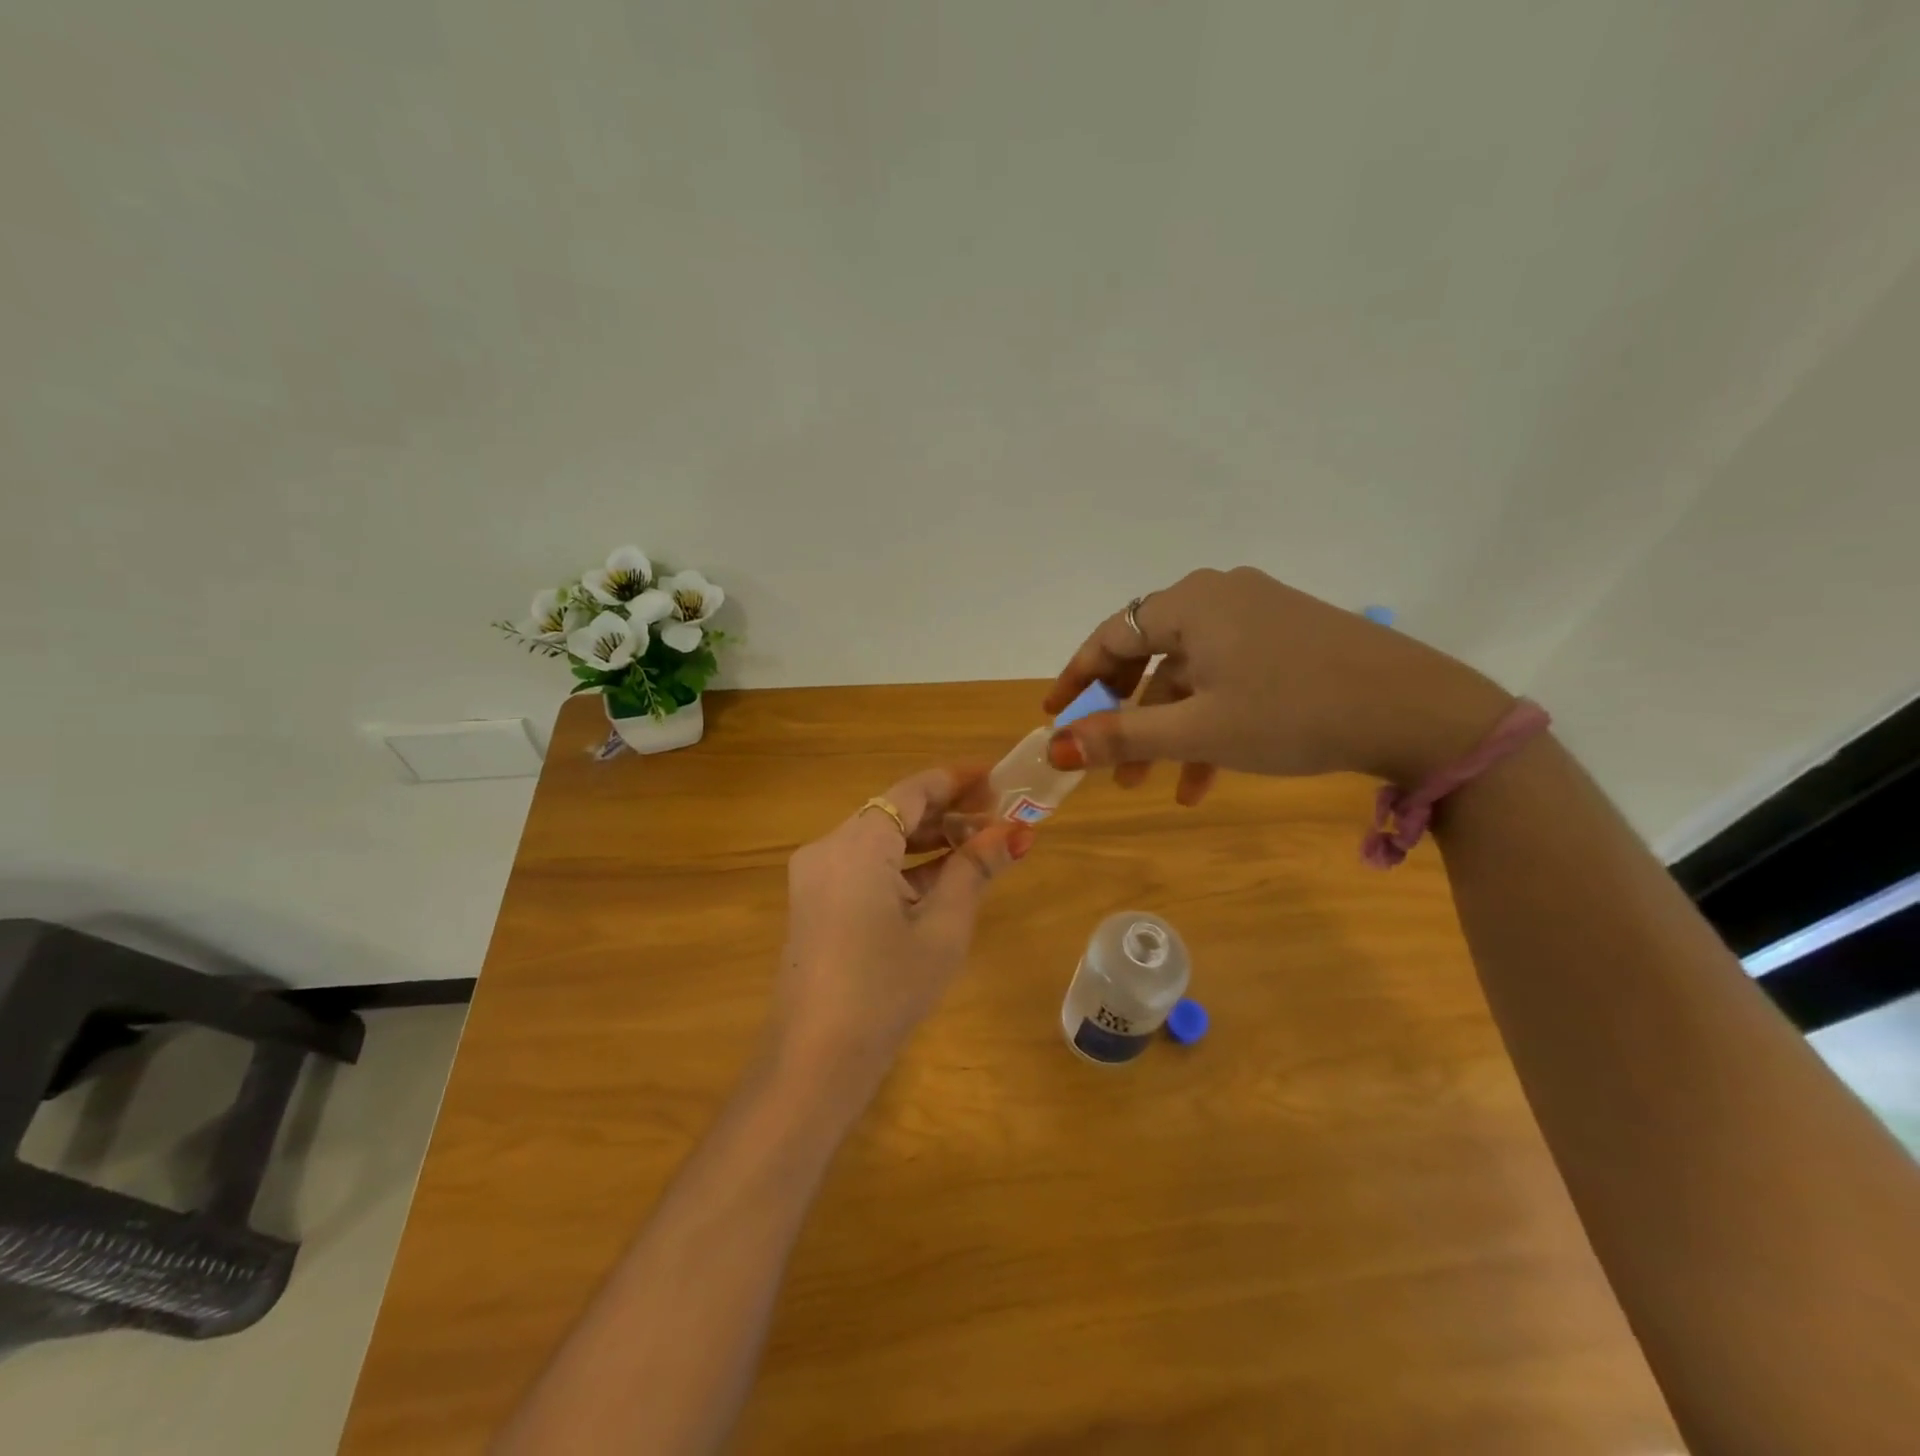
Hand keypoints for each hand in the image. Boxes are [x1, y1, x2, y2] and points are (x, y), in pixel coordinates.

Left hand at [774, 766, 1032, 1100]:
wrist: (816, 1060)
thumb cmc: (887, 990)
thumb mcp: (942, 928)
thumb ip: (974, 870)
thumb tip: (1013, 833)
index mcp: (856, 844)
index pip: (912, 791)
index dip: (957, 780)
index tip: (997, 778)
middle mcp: (828, 847)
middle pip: (894, 812)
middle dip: (947, 812)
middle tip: (998, 817)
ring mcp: (816, 877)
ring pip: (880, 840)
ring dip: (927, 841)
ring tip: (979, 846)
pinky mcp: (815, 902)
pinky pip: (864, 867)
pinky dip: (902, 867)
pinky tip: (941, 878)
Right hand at [1043, 567, 1513, 797]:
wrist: (1418, 711)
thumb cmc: (1293, 713)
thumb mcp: (1198, 731)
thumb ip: (1122, 737)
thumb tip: (1055, 748)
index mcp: (1191, 603)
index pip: (1112, 635)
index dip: (1077, 679)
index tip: (1054, 717)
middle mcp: (1220, 597)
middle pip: (1149, 654)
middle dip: (1126, 714)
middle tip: (1106, 759)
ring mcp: (1260, 615)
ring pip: (1191, 674)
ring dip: (1169, 730)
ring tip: (1155, 788)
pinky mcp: (1290, 638)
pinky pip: (1230, 677)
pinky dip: (1210, 722)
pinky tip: (1207, 778)